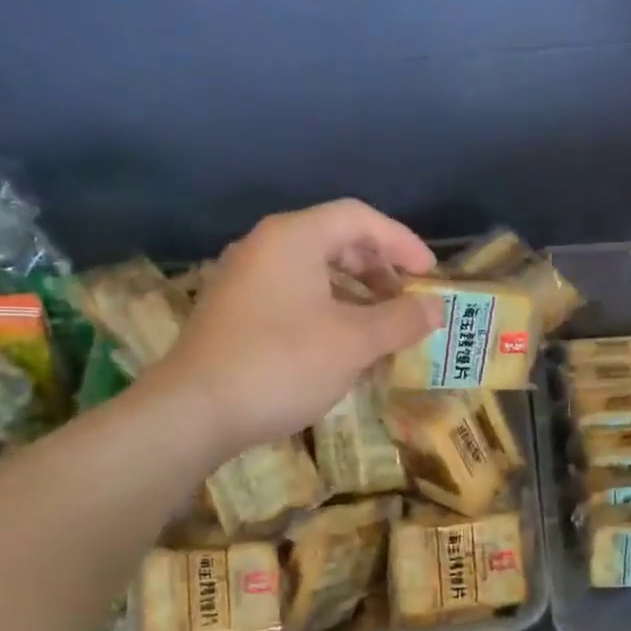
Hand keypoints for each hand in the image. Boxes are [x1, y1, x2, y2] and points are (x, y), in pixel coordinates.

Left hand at [147, 200, 437, 454]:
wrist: (194, 412)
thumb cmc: (282, 364)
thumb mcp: (354, 342)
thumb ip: (401, 320)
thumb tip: (436, 309)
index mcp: (294, 238)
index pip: (359, 218)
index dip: (402, 241)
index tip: (429, 275)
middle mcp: (265, 247)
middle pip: (335, 240)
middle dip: (379, 268)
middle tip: (407, 300)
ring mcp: (244, 279)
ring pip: (314, 271)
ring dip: (356, 293)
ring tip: (382, 326)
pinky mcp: (234, 312)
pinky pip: (294, 295)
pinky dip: (328, 310)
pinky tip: (342, 346)